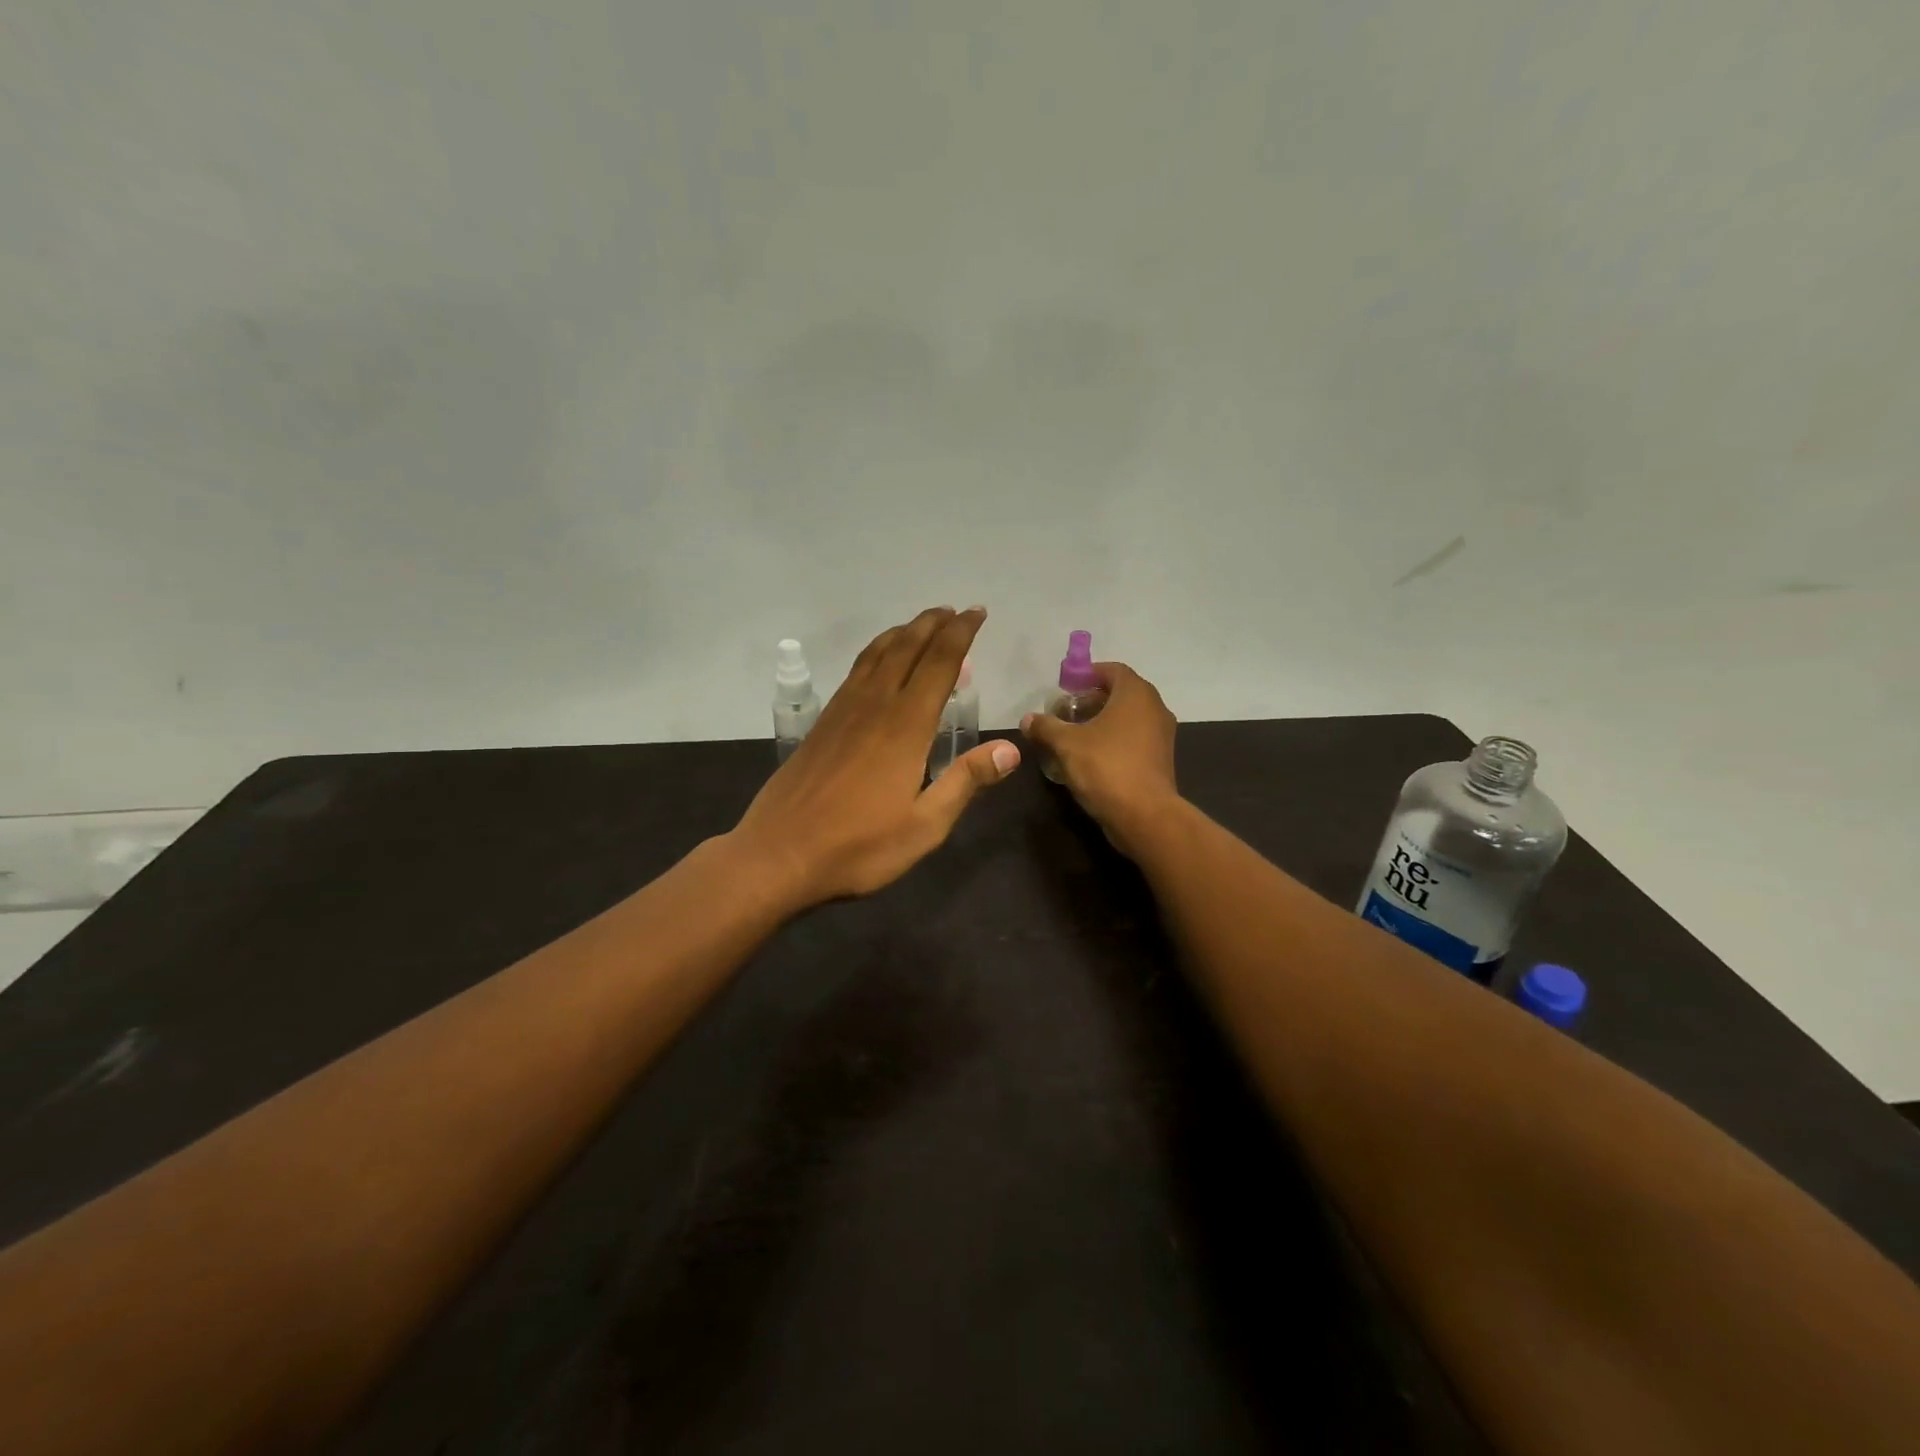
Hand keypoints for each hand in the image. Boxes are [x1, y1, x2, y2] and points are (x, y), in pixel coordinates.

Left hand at [730, 607, 1021, 906]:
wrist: (779, 853)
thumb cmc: (859, 846)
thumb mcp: (925, 825)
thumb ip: (966, 782)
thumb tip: (1010, 749)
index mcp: (906, 726)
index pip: (939, 663)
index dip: (961, 634)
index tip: (977, 614)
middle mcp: (875, 705)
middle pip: (907, 648)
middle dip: (934, 624)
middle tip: (955, 611)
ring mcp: (843, 711)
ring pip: (877, 654)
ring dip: (903, 632)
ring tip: (922, 624)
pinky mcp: (822, 723)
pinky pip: (856, 671)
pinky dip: (876, 652)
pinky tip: (879, 662)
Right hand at [1020, 662, 1177, 856]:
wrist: (1145, 816)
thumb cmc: (1106, 768)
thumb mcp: (1066, 744)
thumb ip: (1046, 727)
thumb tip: (1028, 719)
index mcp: (1136, 694)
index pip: (1113, 670)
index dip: (1088, 674)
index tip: (1066, 688)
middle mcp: (1155, 708)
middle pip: (1120, 693)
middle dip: (1092, 700)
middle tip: (1065, 713)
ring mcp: (1162, 735)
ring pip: (1128, 718)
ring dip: (1102, 722)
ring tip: (1074, 736)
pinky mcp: (1160, 759)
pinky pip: (1134, 739)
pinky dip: (1114, 740)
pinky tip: (1091, 757)